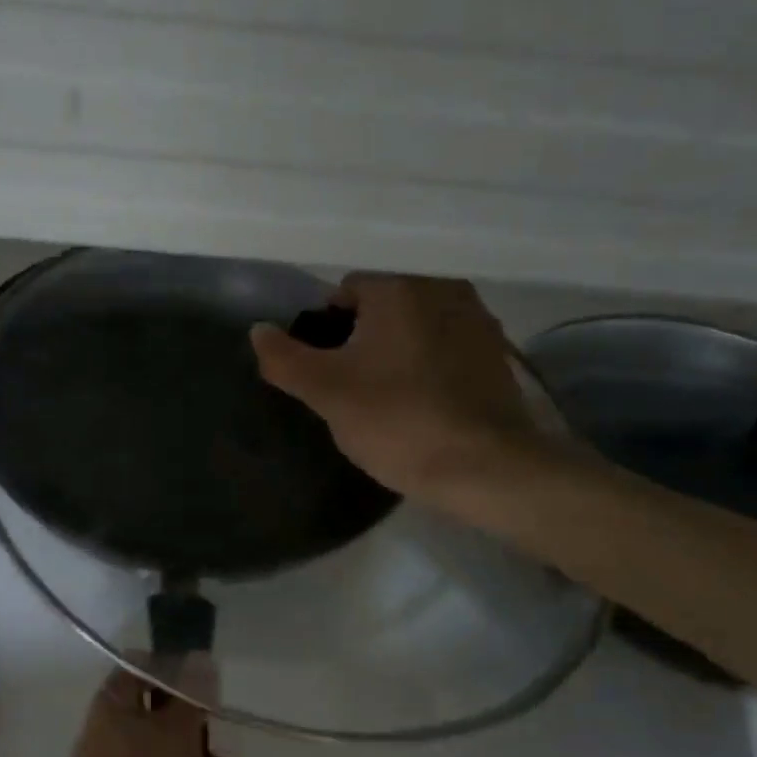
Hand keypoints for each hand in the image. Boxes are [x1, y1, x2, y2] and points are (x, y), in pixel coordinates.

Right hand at [251, 276, 550, 510]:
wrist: (484, 468)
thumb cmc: (396, 421)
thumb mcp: (325, 393)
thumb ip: (284, 358)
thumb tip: (258, 330)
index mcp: (399, 288)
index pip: (344, 292)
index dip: (325, 331)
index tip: (326, 373)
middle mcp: (443, 289)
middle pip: (383, 307)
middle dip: (362, 340)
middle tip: (354, 389)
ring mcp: (478, 321)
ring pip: (416, 328)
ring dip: (398, 351)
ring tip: (389, 400)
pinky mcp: (498, 355)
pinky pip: (447, 349)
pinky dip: (430, 366)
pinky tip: (425, 405)